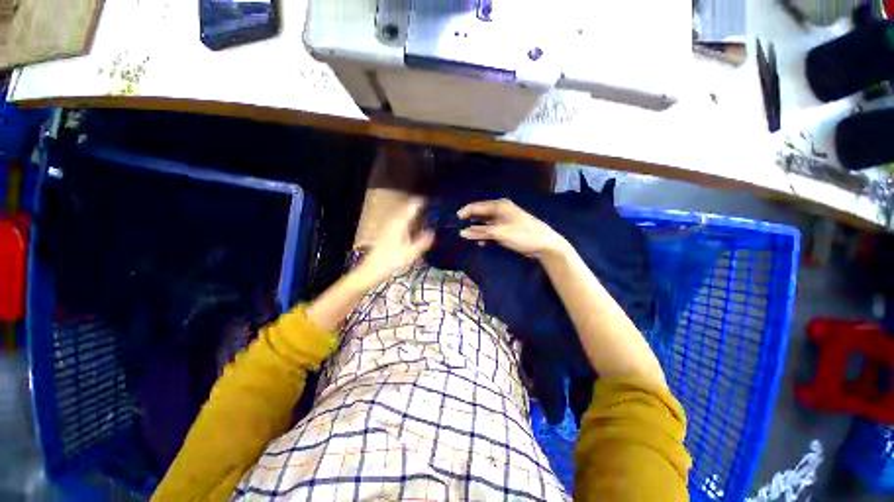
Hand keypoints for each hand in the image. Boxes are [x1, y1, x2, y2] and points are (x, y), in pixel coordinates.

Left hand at [357, 199, 433, 285]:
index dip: (423, 202)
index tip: (434, 204)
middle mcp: (394, 219)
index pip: (413, 205)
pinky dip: (408, 221)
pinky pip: (400, 220)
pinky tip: (413, 230)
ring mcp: (389, 224)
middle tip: (432, 214)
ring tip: (425, 222)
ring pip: (404, 214)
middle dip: (420, 209)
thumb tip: (433, 232)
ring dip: (414, 215)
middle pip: (408, 208)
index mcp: (400, 222)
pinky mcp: (386, 230)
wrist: (373, 268)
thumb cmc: (392, 260)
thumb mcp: (411, 253)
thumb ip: (423, 241)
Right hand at [457, 199, 569, 259]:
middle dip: (470, 221)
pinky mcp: (507, 229)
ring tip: (469, 237)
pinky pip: (492, 230)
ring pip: (486, 223)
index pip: (477, 206)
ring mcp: (505, 220)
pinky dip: (486, 235)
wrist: (544, 244)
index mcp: (499, 206)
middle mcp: (501, 210)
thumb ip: (480, 232)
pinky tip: (481, 242)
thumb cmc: (522, 234)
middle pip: (481, 214)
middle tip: (459, 229)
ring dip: (478, 230)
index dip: (465, 212)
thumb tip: (462, 232)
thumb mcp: (499, 233)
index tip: (455, 220)